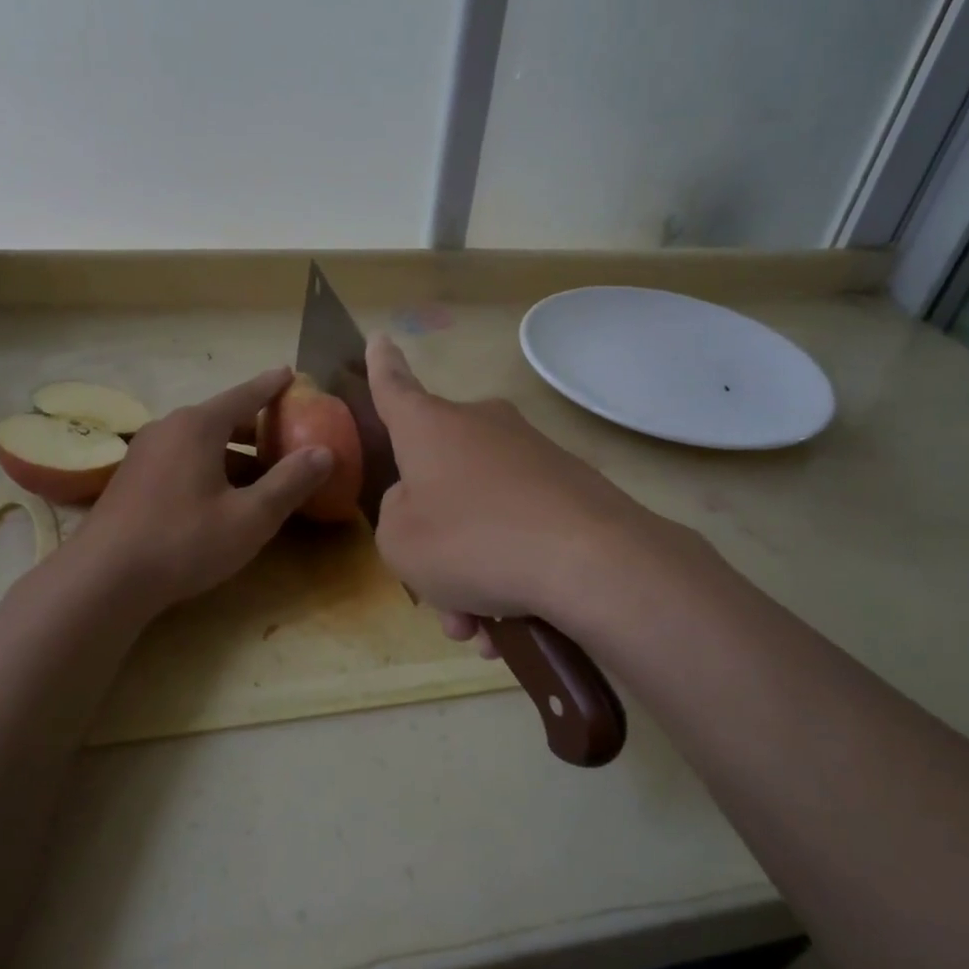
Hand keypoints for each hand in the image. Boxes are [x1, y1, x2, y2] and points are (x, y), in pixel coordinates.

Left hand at [65, 367, 331, 616]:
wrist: (103, 579)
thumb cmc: (184, 541)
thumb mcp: (250, 517)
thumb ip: (290, 482)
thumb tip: (324, 452)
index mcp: (197, 426)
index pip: (244, 395)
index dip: (271, 386)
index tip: (290, 373)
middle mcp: (168, 428)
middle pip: (220, 417)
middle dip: (255, 424)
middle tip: (286, 431)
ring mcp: (144, 453)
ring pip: (199, 441)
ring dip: (232, 451)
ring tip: (261, 468)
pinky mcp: (132, 479)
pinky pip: (181, 459)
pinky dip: (208, 465)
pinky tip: (220, 494)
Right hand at [368, 336, 691, 646]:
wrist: (589, 560)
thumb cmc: (471, 540)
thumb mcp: (400, 542)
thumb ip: (396, 516)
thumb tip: (424, 502)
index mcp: (430, 427)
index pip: (394, 388)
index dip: (380, 368)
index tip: (379, 338)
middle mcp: (481, 426)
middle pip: (440, 478)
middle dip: (434, 540)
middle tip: (439, 596)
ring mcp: (530, 453)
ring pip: (481, 516)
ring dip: (472, 573)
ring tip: (482, 630)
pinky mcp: (570, 485)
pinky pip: (520, 528)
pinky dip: (510, 571)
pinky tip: (515, 622)